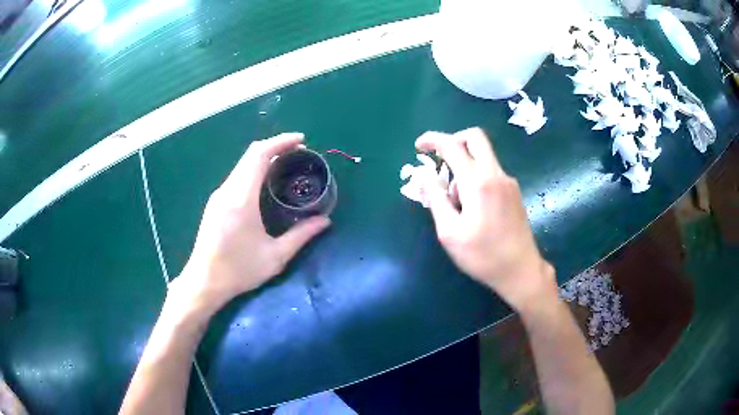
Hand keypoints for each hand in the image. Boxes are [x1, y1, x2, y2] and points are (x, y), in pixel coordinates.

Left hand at [171, 133, 330, 313]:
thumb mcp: (275, 257)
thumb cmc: (239, 270)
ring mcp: (218, 196)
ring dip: (264, 159)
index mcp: (241, 199)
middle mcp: (227, 191)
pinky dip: (254, 171)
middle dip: (275, 147)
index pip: (259, 155)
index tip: (301, 140)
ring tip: (286, 166)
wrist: (204, 281)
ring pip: (242, 165)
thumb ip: (301, 236)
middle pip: (250, 155)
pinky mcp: (215, 203)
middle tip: (299, 153)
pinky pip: (237, 177)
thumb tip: (325, 221)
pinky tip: (265, 184)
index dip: (280, 142)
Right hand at [416, 128, 555, 310]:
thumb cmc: (483, 255)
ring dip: (463, 165)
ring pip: (483, 155)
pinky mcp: (513, 192)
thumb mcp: (449, 232)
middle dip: (453, 141)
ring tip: (455, 202)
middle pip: (475, 137)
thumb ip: (436, 200)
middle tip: (440, 161)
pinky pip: (490, 171)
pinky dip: (475, 176)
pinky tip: (470, 206)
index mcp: (478, 182)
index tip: (419, 147)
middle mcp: (496, 174)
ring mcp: (508, 182)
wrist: (520, 270)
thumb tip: (425, 177)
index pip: (452, 145)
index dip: (432, 140)